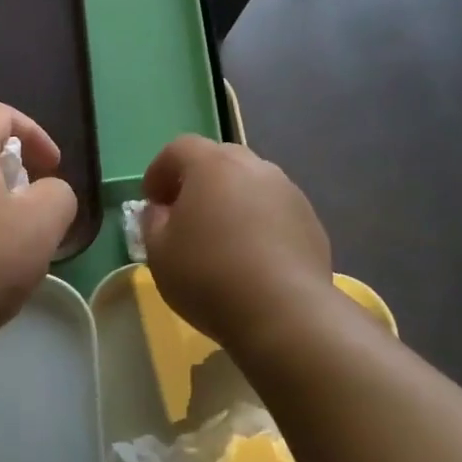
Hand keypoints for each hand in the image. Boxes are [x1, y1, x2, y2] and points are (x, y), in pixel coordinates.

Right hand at [140, 135, 334, 353]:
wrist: (284, 313)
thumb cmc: (208, 276)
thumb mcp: (158, 252)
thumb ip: (152, 222)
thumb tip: (161, 210)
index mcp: (212, 165)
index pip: (179, 148)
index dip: (159, 170)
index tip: (151, 201)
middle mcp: (254, 168)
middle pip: (219, 159)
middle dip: (197, 181)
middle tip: (184, 215)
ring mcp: (289, 193)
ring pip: (251, 184)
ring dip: (231, 201)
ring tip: (221, 239)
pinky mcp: (311, 222)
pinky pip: (275, 211)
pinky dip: (258, 223)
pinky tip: (251, 258)